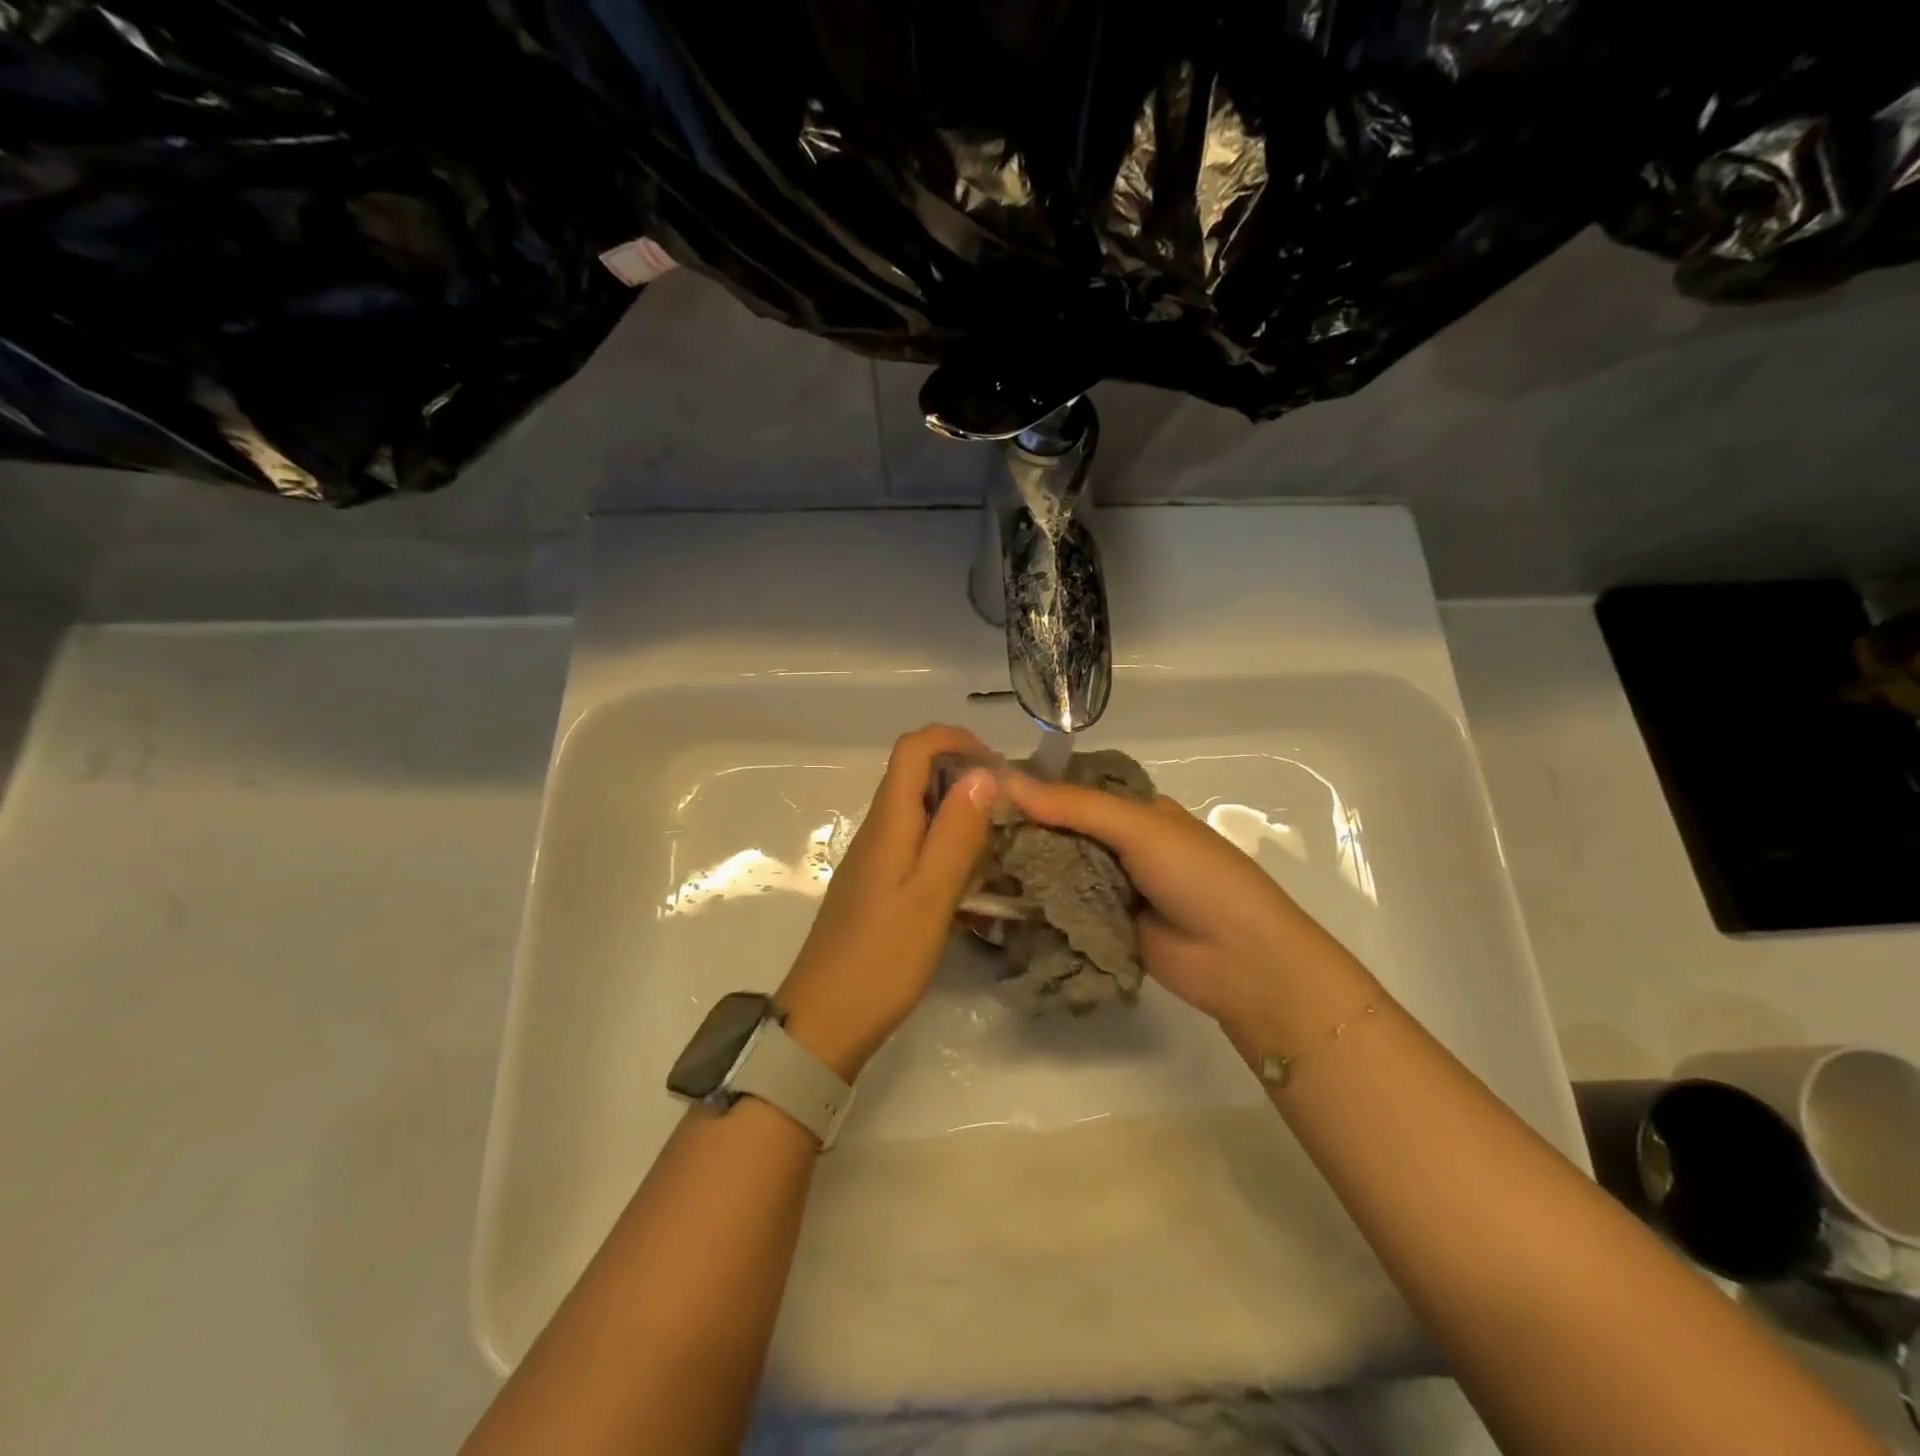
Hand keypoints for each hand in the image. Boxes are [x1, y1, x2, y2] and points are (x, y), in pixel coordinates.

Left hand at [777, 726, 998, 1078]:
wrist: (825, 1021)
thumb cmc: (882, 959)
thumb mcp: (931, 896)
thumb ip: (956, 833)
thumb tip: (982, 773)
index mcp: (888, 823)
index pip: (913, 748)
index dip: (954, 740)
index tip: (997, 765)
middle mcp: (878, 831)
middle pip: (916, 774)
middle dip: (965, 775)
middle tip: (1009, 807)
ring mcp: (874, 859)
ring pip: (919, 811)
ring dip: (959, 812)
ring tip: (1000, 841)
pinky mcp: (877, 886)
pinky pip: (916, 844)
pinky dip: (947, 845)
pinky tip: (972, 881)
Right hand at [1002, 775, 1378, 1055]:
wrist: (1240, 960)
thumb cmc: (1197, 876)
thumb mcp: (1140, 827)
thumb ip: (1074, 806)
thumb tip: (1004, 782)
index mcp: (1134, 810)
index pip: (1072, 790)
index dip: (1032, 788)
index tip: (980, 788)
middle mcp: (1119, 844)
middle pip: (1058, 831)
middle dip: (1019, 831)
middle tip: (962, 830)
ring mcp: (1109, 888)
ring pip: (1055, 871)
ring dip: (1021, 869)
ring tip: (965, 863)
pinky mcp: (1099, 926)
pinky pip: (1059, 909)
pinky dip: (1032, 906)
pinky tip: (989, 902)